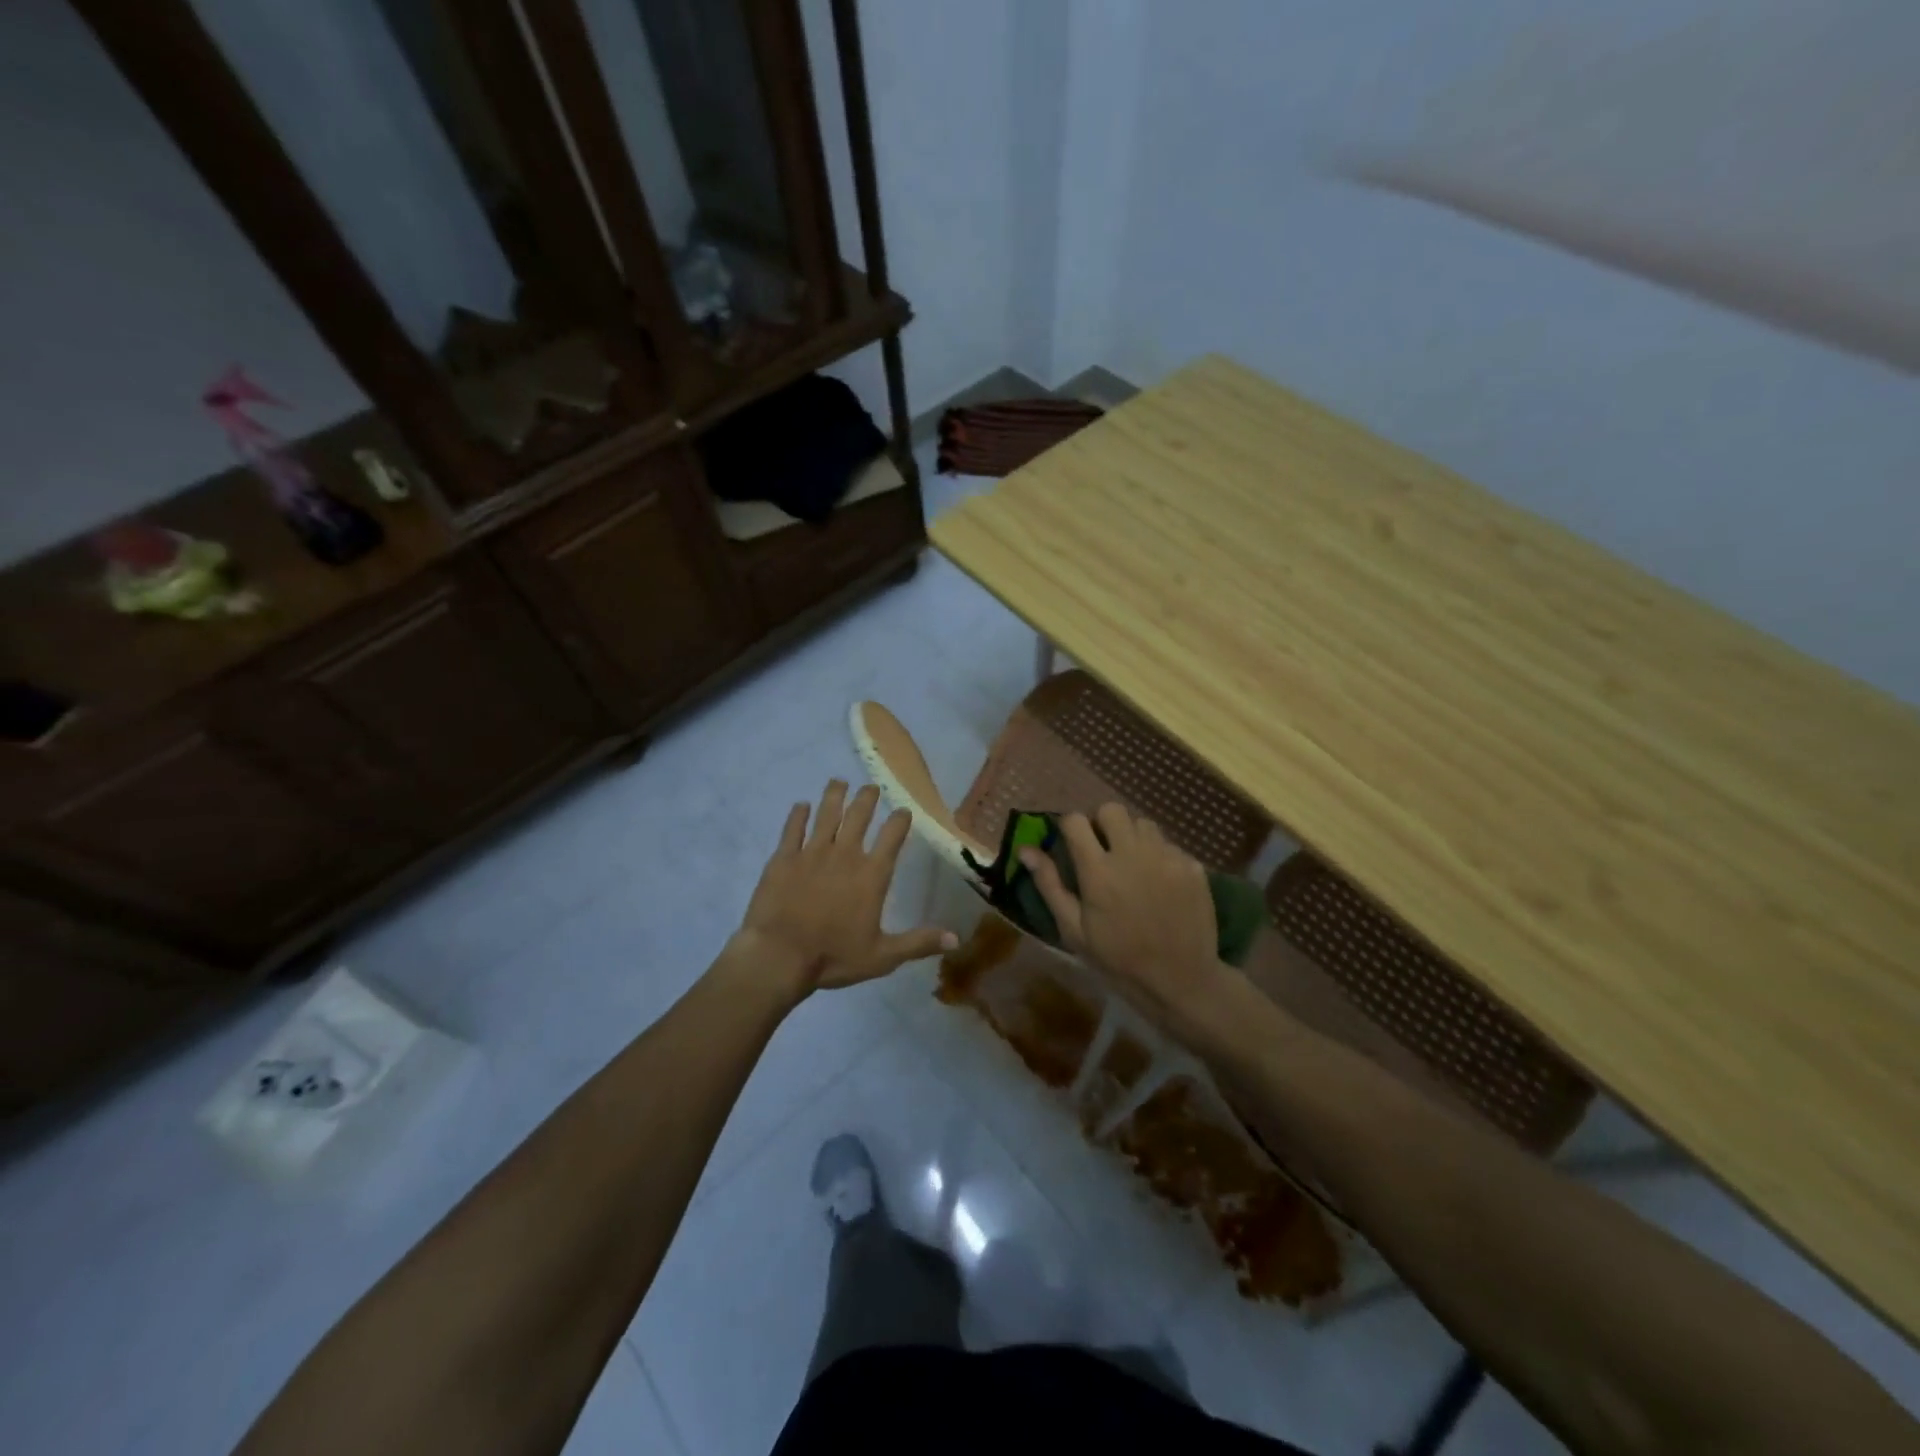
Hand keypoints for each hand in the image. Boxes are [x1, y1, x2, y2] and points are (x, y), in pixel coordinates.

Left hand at [729, 780, 955, 999]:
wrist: (779, 956)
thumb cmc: (833, 956)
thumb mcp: (883, 957)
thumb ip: (918, 943)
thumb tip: (957, 939)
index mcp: (871, 875)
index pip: (892, 837)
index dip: (900, 820)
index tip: (903, 810)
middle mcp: (845, 855)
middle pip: (858, 816)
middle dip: (867, 799)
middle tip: (871, 787)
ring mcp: (811, 853)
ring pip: (826, 815)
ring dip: (834, 796)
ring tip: (838, 782)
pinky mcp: (783, 858)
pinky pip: (792, 829)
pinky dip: (797, 815)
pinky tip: (801, 805)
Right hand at [1019, 803, 1231, 1031]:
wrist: (1180, 980)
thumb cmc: (1118, 959)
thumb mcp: (1074, 930)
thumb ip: (1050, 885)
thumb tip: (1026, 849)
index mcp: (1098, 870)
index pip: (1075, 821)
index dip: (1069, 827)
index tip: (1071, 843)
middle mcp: (1132, 854)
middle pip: (1111, 810)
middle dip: (1102, 823)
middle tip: (1103, 850)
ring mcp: (1166, 857)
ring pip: (1143, 823)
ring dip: (1132, 837)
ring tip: (1133, 865)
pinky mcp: (1191, 865)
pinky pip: (1169, 845)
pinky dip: (1159, 856)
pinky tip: (1159, 883)